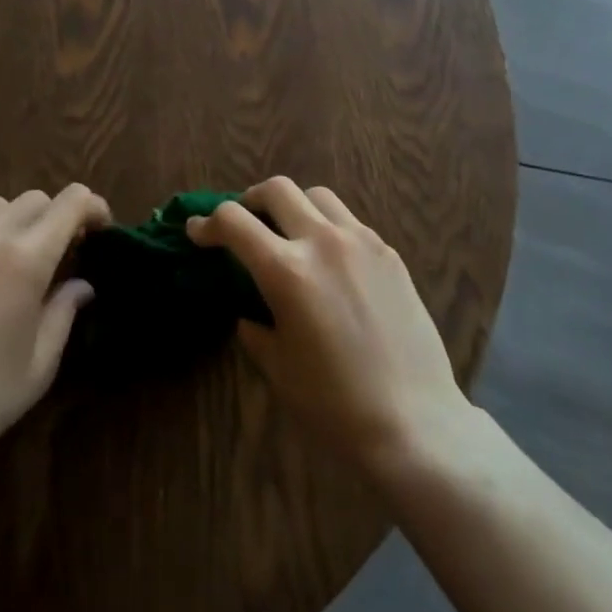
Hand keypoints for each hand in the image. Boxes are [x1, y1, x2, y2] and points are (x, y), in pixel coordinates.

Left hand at [0, 184, 109, 463]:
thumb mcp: (39, 364)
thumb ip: (64, 311)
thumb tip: (80, 284)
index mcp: (25, 256)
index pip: (72, 201)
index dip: (93, 208)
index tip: (98, 232)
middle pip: (34, 199)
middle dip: (53, 219)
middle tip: (54, 256)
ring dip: (11, 225)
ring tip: (6, 264)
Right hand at [188, 177, 473, 479]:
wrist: (414, 421)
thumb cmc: (334, 404)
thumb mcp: (277, 367)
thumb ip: (255, 326)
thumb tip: (250, 311)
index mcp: (287, 271)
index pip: (234, 222)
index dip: (208, 223)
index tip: (198, 232)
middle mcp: (322, 242)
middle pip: (277, 189)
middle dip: (250, 200)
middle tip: (242, 222)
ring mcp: (361, 241)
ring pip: (317, 195)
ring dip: (293, 205)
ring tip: (288, 231)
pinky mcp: (388, 252)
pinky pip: (349, 221)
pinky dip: (327, 226)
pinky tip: (330, 259)